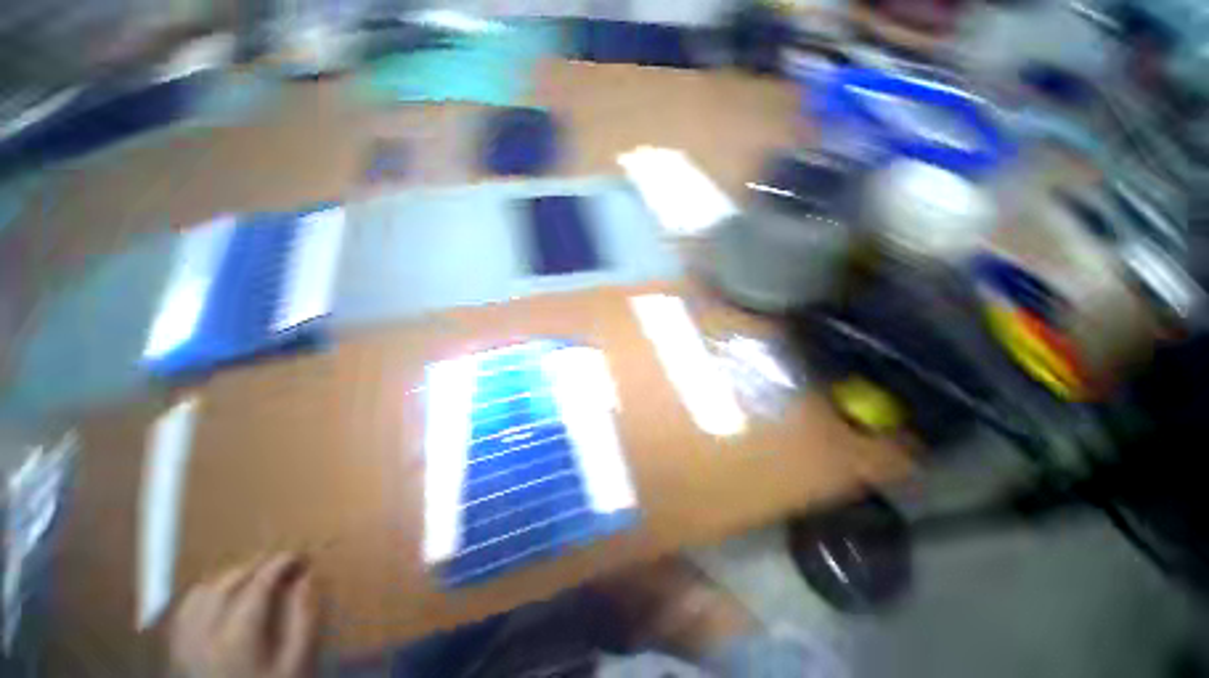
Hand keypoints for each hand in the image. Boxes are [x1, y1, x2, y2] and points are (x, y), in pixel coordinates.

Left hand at [170, 554, 319, 677]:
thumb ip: (303, 620)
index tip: (302, 556)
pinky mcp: (175, 654)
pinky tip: (220, 602)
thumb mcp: (298, 665)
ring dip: (229, 578)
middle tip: (281, 565)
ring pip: (201, 593)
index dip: (281, 563)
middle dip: (256, 567)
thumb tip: (305, 578)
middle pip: (227, 583)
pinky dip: (205, 596)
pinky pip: (185, 612)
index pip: (258, 583)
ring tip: (253, 580)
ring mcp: (184, 644)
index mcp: (237, 636)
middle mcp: (204, 633)